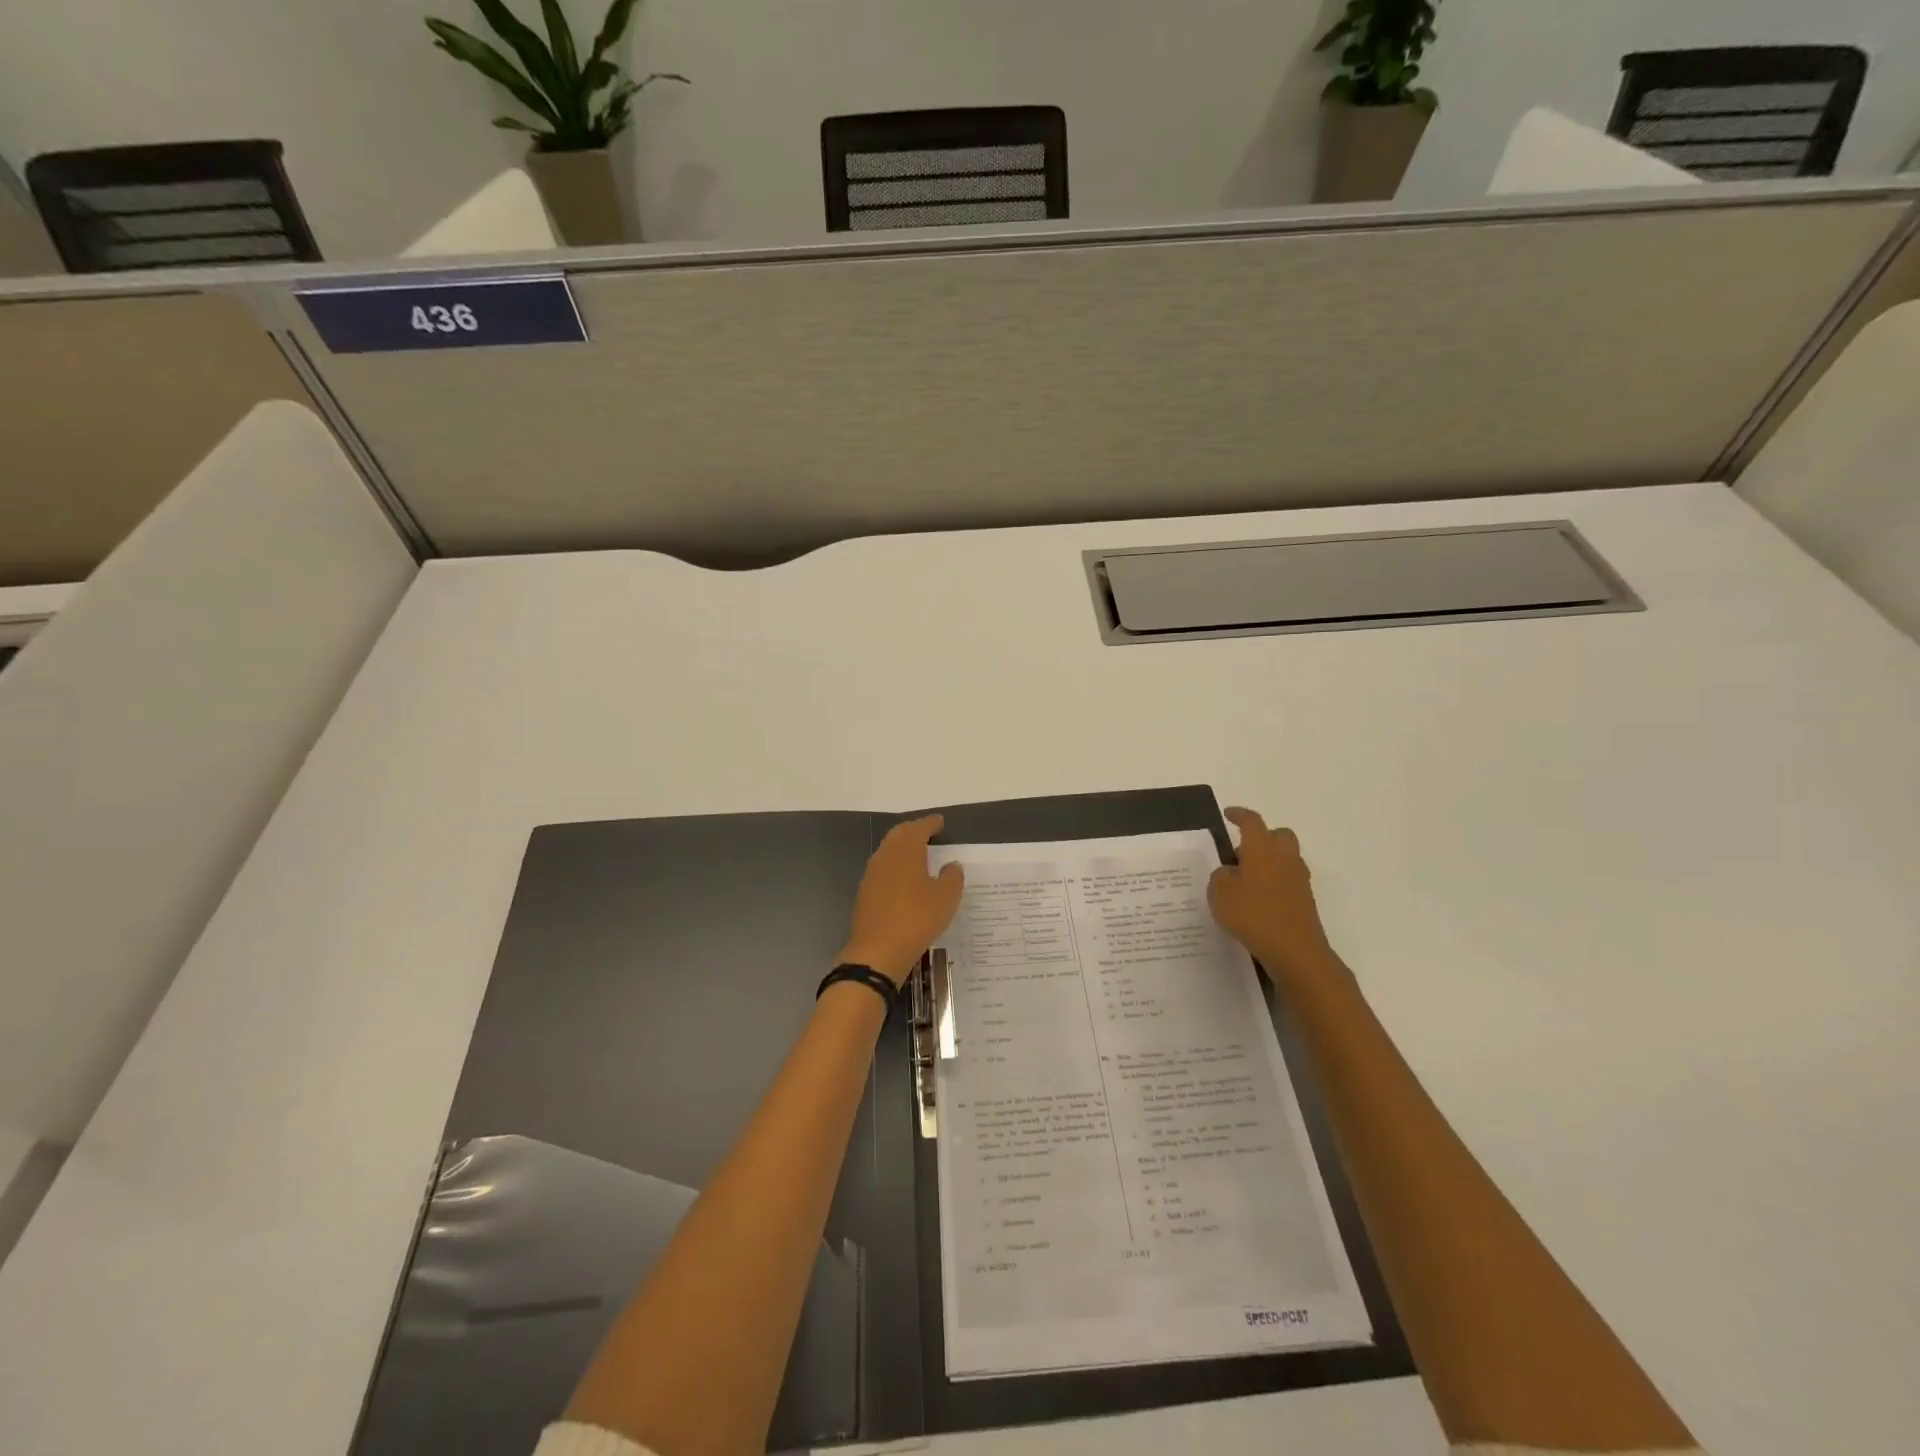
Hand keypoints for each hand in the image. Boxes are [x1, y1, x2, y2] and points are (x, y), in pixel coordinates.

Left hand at [837, 815, 965, 986]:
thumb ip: (952, 877)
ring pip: (888, 851)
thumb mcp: (946, 898)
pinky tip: (904, 880)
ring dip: (902, 849)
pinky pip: (882, 870)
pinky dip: (895, 867)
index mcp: (906, 850)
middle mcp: (886, 855)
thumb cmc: (917, 918)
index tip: (940, 822)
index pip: (919, 827)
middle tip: (928, 833)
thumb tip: (951, 865)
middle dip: (914, 831)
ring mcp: (871, 874)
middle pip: (899, 835)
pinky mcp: (865, 893)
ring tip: (918, 855)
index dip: (931, 823)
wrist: (877, 951)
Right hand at [1208, 807, 1346, 995]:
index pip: (1252, 822)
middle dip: (1262, 837)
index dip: (1239, 815)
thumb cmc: (1253, 915)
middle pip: (1279, 835)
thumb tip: (1229, 872)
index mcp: (1262, 850)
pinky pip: (1288, 881)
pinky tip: (1257, 901)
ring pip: (1285, 858)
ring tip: (1245, 880)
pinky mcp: (1305, 902)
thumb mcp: (1220, 894)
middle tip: (1241, 852)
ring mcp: (1299, 881)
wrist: (1295, 951)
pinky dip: (1274, 883)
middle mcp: (1284, 859)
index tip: (1228, 814)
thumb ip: (1220, 877)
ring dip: (1268, 861)